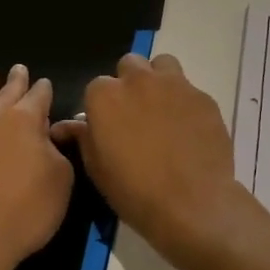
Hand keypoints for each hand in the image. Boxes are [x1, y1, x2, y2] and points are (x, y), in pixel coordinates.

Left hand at [0, 65, 73, 269]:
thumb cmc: (26, 213)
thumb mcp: (61, 181)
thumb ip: (57, 151)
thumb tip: (49, 136)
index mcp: (26, 121)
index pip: (39, 96)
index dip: (44, 89)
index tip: (45, 84)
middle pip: (7, 92)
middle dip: (16, 80)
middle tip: (18, 69)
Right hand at [51, 53, 240, 260]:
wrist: (192, 204)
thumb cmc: (134, 191)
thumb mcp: (97, 169)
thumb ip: (83, 138)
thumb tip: (65, 126)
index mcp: (105, 96)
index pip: (96, 87)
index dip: (102, 107)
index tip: (108, 127)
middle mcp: (138, 80)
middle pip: (130, 65)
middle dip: (129, 84)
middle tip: (135, 115)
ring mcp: (175, 85)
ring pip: (162, 65)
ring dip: (158, 80)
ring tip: (162, 110)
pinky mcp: (203, 97)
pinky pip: (189, 90)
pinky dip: (185, 103)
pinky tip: (189, 130)